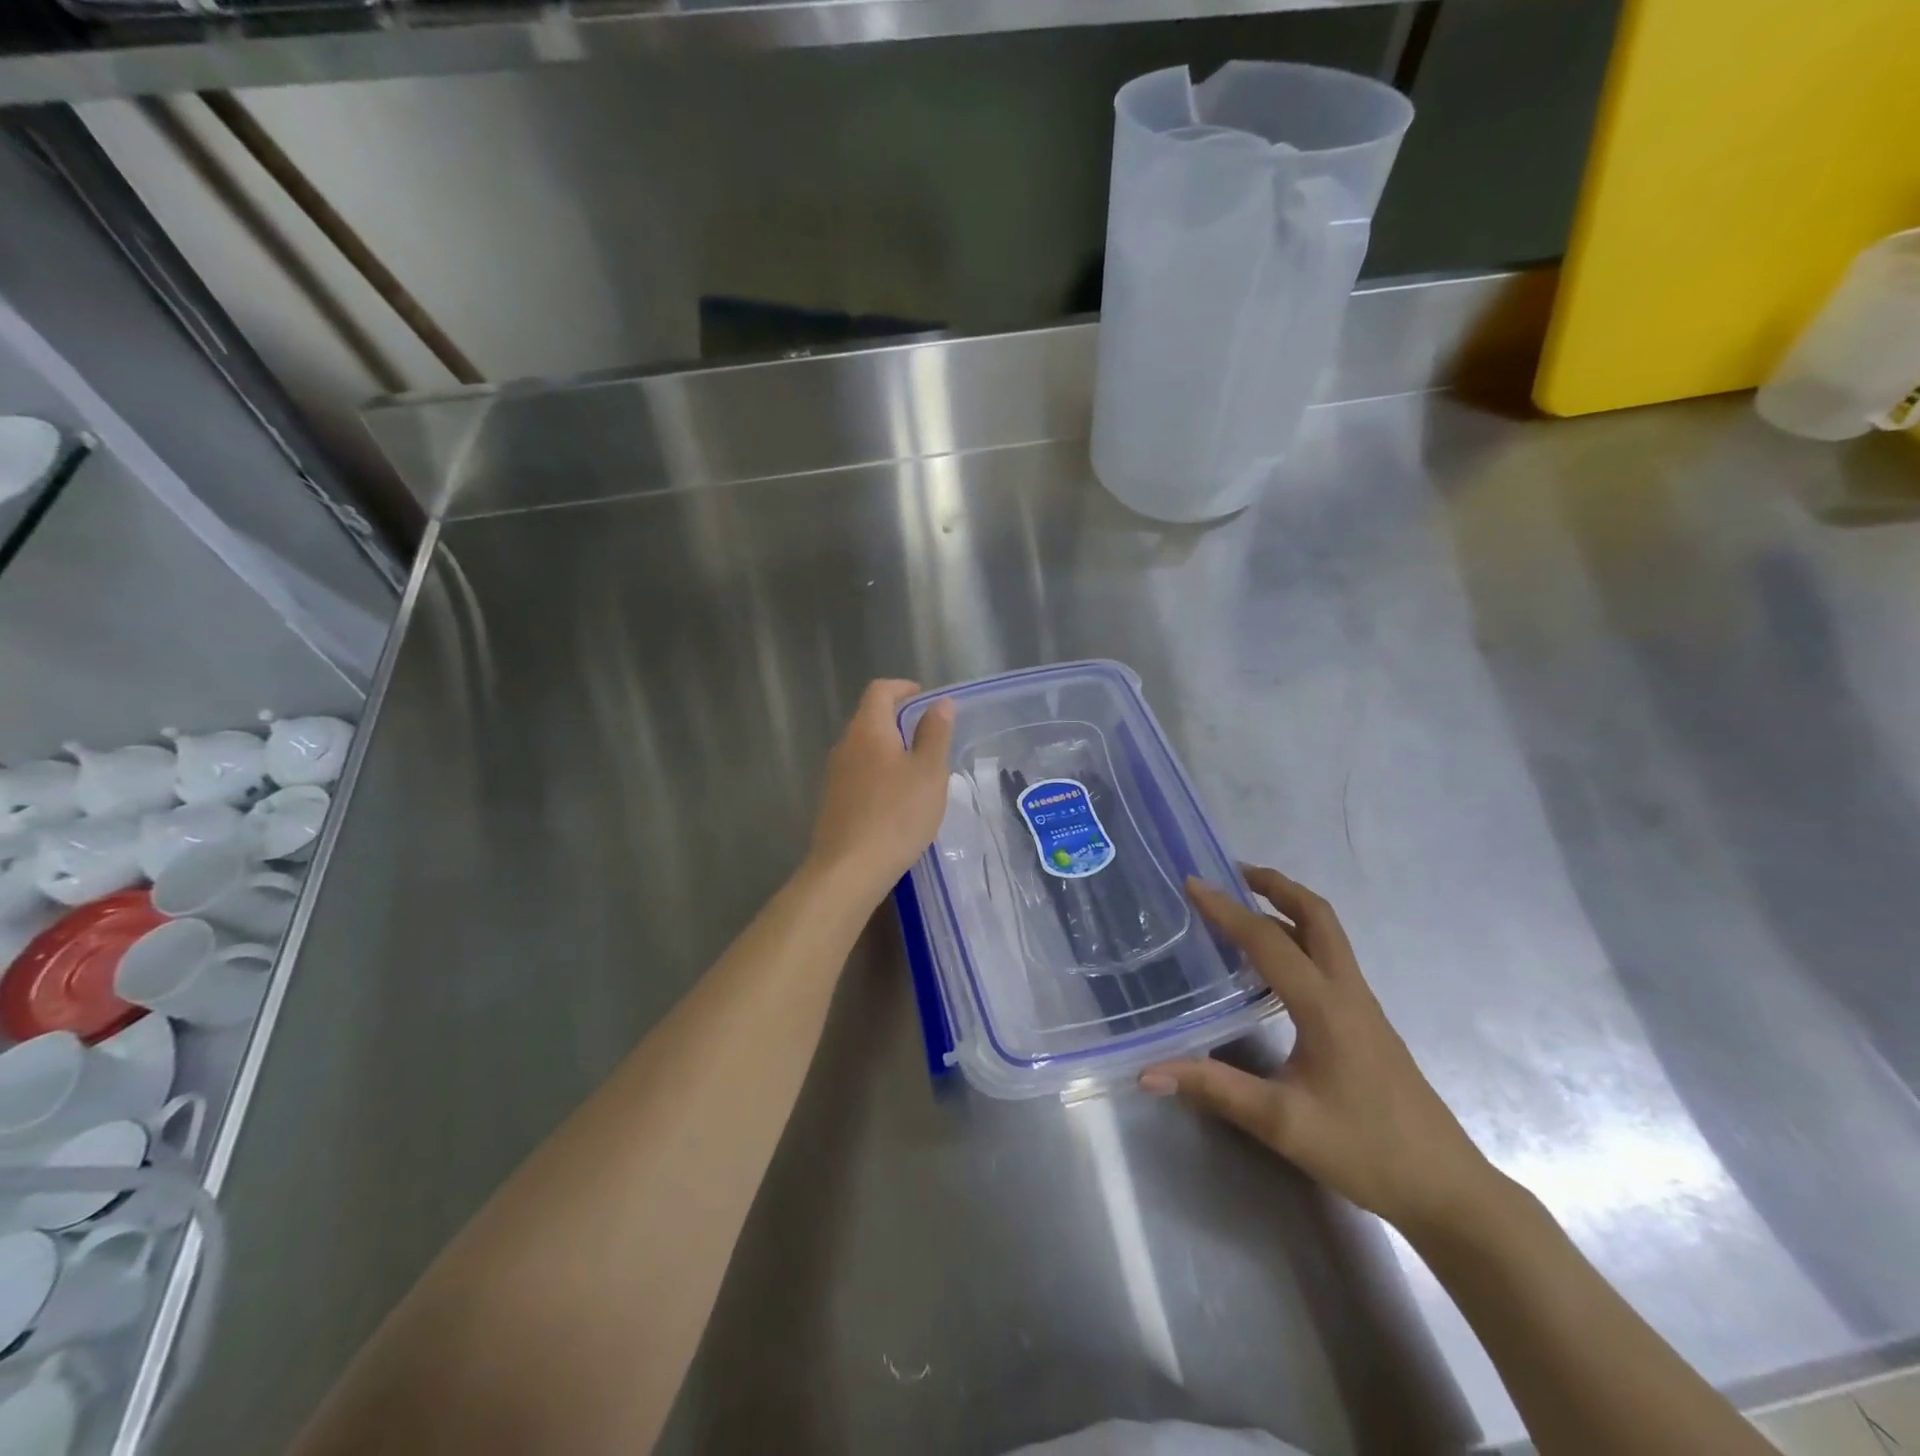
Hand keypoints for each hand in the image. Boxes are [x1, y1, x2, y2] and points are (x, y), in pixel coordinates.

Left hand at [805, 680, 954, 901]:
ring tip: (919, 771)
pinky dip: (879, 774)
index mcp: (868, 729)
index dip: (903, 688)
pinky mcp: (832, 802)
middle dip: (899, 720)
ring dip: (890, 750)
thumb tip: (940, 703)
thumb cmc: (896, 815)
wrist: (848, 869)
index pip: (880, 690)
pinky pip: (859, 774)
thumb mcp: (929, 772)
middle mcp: (845, 745)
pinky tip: (897, 801)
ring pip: (864, 748)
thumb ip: (935, 733)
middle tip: (930, 736)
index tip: (926, 699)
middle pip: (870, 718)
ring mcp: (835, 775)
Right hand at [1141, 868, 1500, 1235]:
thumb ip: (1214, 1090)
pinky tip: (1273, 962)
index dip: (1226, 909)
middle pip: (1316, 915)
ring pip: (1327, 934)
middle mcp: (1346, 991)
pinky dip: (1298, 936)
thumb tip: (1147, 1072)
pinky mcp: (1366, 1021)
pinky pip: (1329, 957)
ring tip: (1245, 905)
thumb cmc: (1365, 1150)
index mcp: (1324, 1005)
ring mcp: (1361, 1004)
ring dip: (1288, 906)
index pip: (1267, 940)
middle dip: (1274, 884)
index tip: (1191, 883)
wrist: (1446, 1189)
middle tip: (1230, 873)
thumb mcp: (1282, 1123)